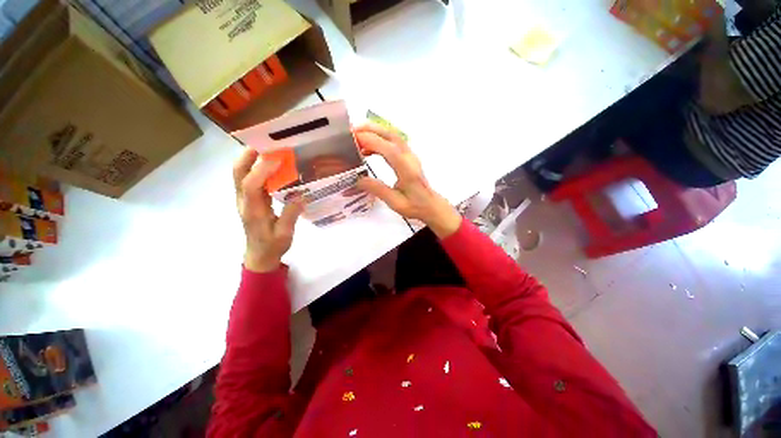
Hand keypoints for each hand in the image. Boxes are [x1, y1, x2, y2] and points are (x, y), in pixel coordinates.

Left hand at [233, 147, 303, 272]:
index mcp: (253, 211)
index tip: (276, 159)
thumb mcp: (285, 234)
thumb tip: (301, 195)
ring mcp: (244, 201)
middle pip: (237, 174)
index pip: (251, 185)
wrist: (259, 256)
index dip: (261, 170)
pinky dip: (255, 169)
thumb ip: (291, 214)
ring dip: (249, 160)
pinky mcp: (249, 201)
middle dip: (247, 157)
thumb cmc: (272, 246)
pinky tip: (269, 166)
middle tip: (263, 144)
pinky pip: (248, 180)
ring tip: (266, 150)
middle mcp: (244, 202)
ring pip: (240, 175)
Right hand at [354, 124, 461, 237]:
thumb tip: (358, 179)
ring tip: (356, 138)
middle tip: (351, 131)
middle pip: (391, 135)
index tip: (353, 138)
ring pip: (392, 136)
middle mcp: (409, 158)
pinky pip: (393, 143)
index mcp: (407, 169)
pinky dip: (379, 141)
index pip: (388, 149)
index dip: (371, 141)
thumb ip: (378, 190)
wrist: (431, 205)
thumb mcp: (395, 203)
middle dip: (370, 129)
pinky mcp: (408, 157)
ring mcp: (410, 155)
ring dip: (374, 133)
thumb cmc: (415, 206)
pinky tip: (368, 149)